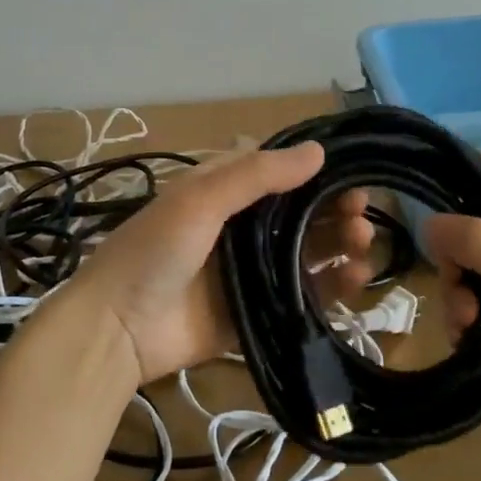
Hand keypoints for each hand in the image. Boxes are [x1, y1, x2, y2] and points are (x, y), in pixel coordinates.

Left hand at [58, 143, 375, 385]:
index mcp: (223, 191)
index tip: (350, 173)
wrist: (116, 329)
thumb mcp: (200, 199)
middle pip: (299, 212)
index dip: (314, 170)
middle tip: (361, 214)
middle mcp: (240, 227)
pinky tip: (355, 279)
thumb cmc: (155, 251)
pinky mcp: (256, 311)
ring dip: (338, 244)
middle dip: (333, 209)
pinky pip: (301, 295)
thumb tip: (318, 151)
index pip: (278, 172)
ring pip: (306, 252)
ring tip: (363, 244)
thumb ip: (258, 175)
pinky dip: (331, 287)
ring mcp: (249, 270)